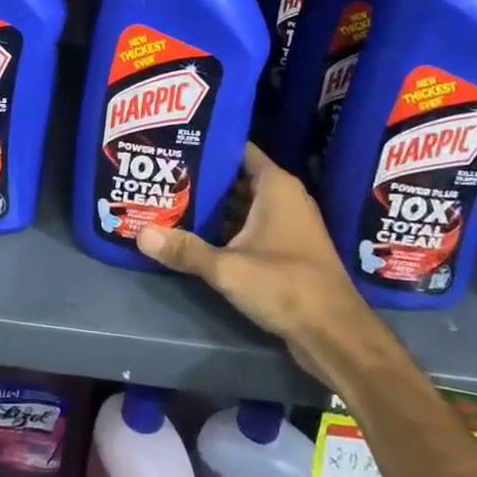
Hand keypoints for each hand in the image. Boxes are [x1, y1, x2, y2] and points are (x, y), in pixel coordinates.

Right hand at [137, 144, 366, 378]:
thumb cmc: (285, 285)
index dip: (208, 144)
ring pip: (242, 206)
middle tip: (163, 174)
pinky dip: (225, 229)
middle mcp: (284, 198)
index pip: (238, 149)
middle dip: (202, 178)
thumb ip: (185, 250)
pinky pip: (249, 228)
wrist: (336, 335)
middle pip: (236, 178)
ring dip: (212, 207)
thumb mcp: (228, 267)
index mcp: (276, 186)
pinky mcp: (285, 251)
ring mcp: (287, 225)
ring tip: (170, 201)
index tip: (175, 142)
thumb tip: (139, 233)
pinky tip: (194, 235)